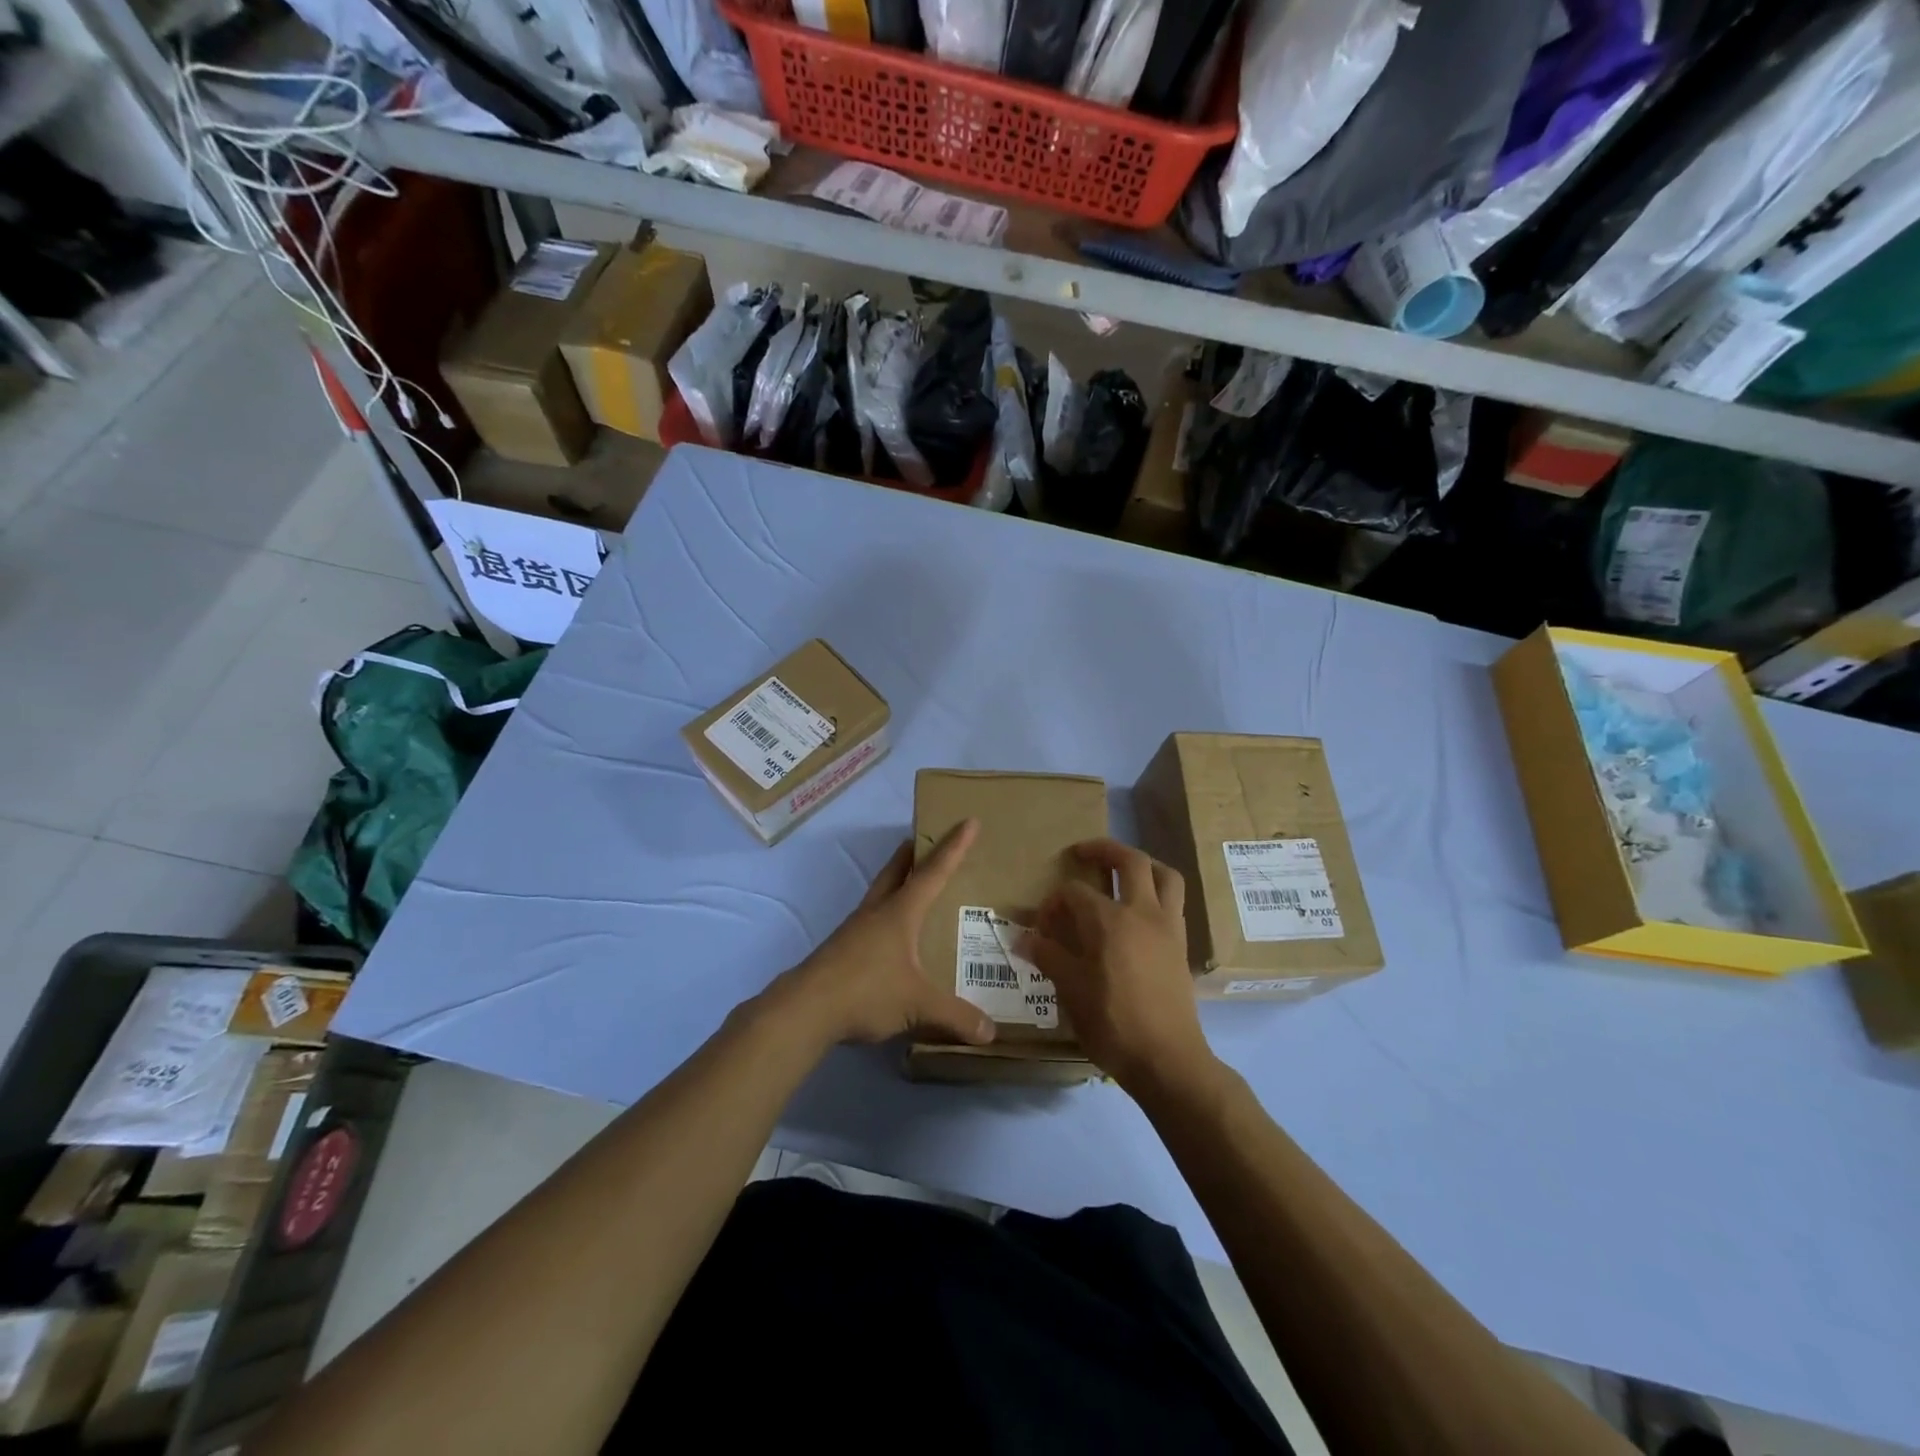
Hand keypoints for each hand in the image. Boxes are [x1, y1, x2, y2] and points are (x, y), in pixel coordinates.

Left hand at [768, 820, 996, 1049]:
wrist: (805, 1009)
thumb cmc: (866, 992)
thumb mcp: (918, 1005)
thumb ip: (956, 1017)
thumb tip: (991, 1033)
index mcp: (900, 913)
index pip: (933, 872)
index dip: (954, 847)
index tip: (968, 821)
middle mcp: (877, 912)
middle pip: (896, 871)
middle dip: (913, 853)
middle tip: (927, 839)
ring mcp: (855, 930)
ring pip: (880, 893)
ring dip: (897, 881)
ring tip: (913, 886)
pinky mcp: (842, 949)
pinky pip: (870, 920)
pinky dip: (886, 914)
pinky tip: (892, 937)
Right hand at [1019, 840, 1215, 1094]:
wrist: (1166, 1059)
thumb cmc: (1112, 1023)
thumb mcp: (1070, 990)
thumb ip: (1048, 957)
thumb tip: (1022, 938)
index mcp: (1109, 920)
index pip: (1074, 892)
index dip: (1054, 902)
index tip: (1042, 924)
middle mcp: (1142, 912)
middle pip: (1131, 861)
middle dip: (1104, 850)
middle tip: (1083, 852)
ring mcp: (1167, 926)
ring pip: (1165, 875)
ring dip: (1143, 865)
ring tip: (1123, 871)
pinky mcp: (1181, 944)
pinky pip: (1174, 902)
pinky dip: (1157, 892)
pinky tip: (1140, 911)